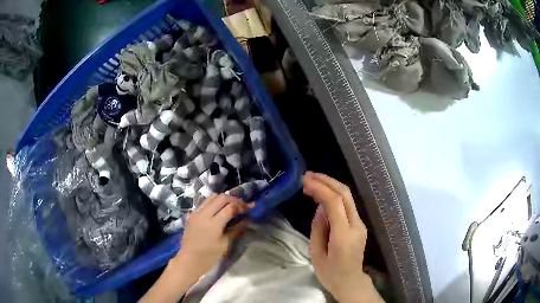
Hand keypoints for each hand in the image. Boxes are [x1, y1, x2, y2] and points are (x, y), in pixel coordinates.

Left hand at [172, 194, 247, 282]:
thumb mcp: (225, 244)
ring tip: (230, 205)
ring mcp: (196, 213)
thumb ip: (236, 230)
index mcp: (214, 223)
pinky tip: (218, 210)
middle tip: (241, 205)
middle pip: (221, 198)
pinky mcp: (192, 214)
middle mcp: (204, 214)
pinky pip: (204, 202)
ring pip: (211, 197)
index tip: (249, 207)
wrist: (190, 259)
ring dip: (222, 199)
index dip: (241, 205)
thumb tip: (247, 220)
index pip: (230, 207)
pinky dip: (213, 202)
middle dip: (233, 199)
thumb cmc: (209, 255)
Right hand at [303, 171, 381, 302]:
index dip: (320, 188)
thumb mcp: (316, 254)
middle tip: (308, 175)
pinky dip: (335, 195)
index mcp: (343, 235)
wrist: (350, 282)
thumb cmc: (330, 273)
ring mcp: (360, 224)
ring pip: (348, 197)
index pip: (335, 203)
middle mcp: (356, 225)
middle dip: (326, 181)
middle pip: (345, 194)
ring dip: (330, 185)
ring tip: (312, 181)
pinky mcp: (359, 225)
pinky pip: (347, 205)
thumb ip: (318, 228)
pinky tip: (322, 194)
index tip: (305, 181)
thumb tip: (320, 207)